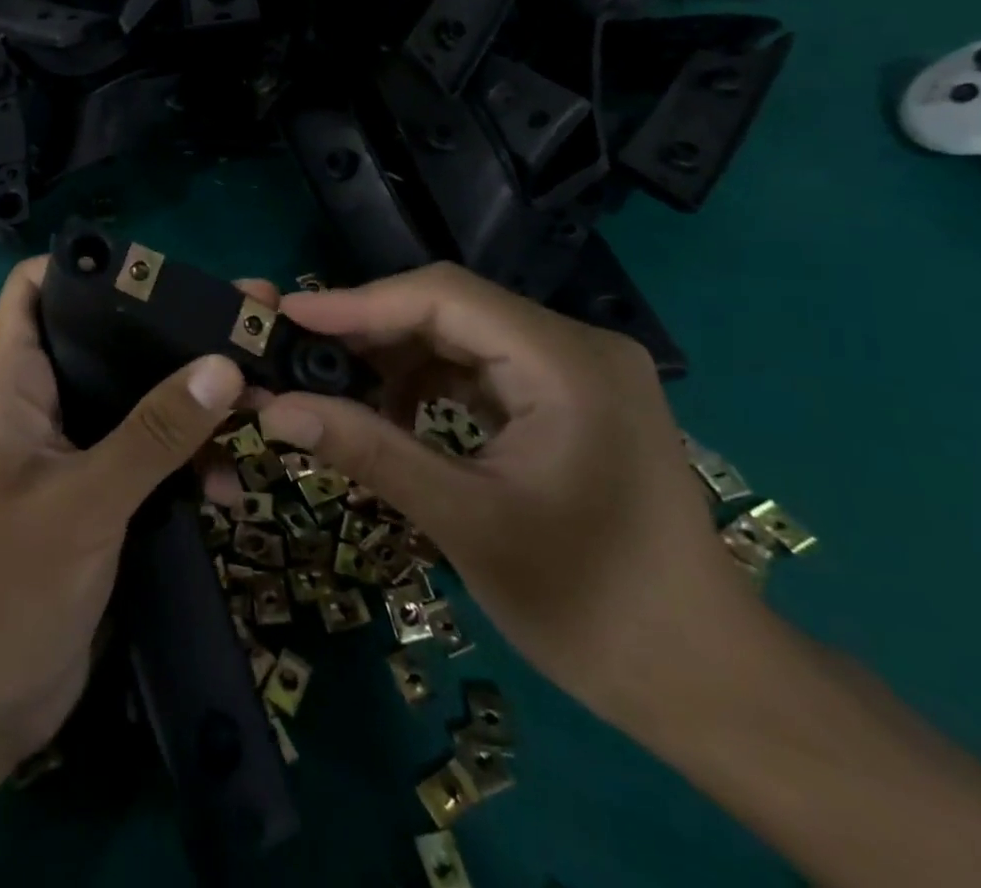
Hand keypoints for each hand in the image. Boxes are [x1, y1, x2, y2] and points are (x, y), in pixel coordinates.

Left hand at [0, 257, 250, 779]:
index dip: (87, 266)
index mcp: (12, 381)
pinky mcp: (101, 492)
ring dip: (192, 401)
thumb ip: (153, 434)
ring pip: (138, 396)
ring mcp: (74, 449)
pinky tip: (231, 485)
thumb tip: (223, 364)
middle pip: (106, 337)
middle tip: (246, 325)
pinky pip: (152, 452)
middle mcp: (43, 401)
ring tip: (259, 404)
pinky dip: (189, 458)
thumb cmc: (5, 590)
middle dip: (171, 331)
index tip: (161, 271)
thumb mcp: (84, 503)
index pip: (35, 288)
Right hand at [253, 263, 763, 729]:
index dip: (359, 303)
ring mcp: (575, 369)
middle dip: (370, 331)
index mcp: (566, 362)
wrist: (706, 684)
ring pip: (460, 335)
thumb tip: (274, 409)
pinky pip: (479, 366)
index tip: (288, 318)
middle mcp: (574, 345)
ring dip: (394, 357)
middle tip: (298, 355)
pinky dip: (427, 383)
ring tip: (334, 388)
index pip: (444, 297)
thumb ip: (368, 451)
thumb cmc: (593, 606)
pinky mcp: (567, 397)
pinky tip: (390, 413)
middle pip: (450, 309)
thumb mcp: (466, 522)